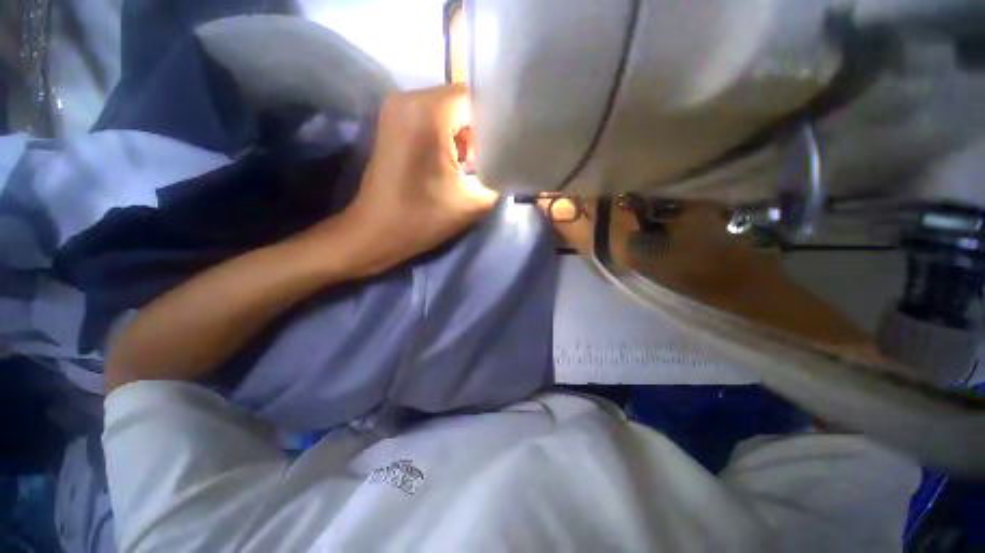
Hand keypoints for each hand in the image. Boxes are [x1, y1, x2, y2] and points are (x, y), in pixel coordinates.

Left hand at [336, 84, 497, 275]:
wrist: (376, 233)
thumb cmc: (422, 219)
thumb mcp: (473, 201)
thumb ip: (499, 176)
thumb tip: (509, 161)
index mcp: (428, 112)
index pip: (478, 99)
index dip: (498, 122)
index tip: (508, 147)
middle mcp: (408, 98)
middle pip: (461, 102)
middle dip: (481, 130)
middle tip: (491, 160)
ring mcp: (396, 108)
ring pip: (447, 110)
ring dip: (464, 136)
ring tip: (472, 165)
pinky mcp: (393, 123)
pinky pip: (431, 118)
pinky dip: (447, 137)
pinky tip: (452, 163)